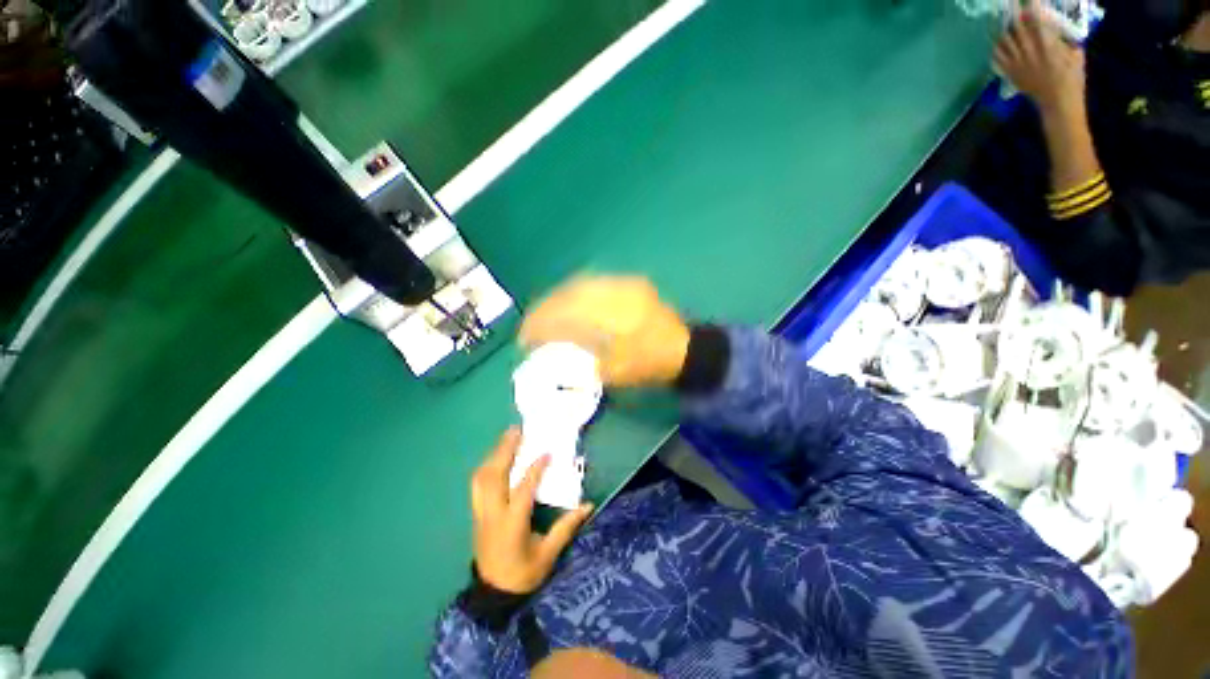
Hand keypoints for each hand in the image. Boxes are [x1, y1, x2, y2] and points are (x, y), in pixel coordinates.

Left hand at [471, 428, 593, 593]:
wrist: (492, 595)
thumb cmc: (523, 574)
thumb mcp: (548, 554)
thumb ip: (566, 527)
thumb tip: (588, 505)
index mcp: (512, 524)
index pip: (523, 489)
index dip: (535, 469)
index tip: (546, 452)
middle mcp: (493, 514)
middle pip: (494, 476)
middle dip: (505, 450)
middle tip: (517, 430)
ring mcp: (480, 513)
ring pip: (481, 477)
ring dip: (494, 454)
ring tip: (507, 438)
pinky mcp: (476, 514)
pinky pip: (477, 484)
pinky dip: (486, 466)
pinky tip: (496, 457)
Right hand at [520, 276, 690, 387]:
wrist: (687, 349)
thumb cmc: (653, 364)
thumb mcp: (617, 371)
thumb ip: (583, 361)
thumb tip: (553, 355)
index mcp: (619, 315)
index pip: (569, 312)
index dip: (542, 323)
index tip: (525, 338)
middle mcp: (621, 291)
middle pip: (572, 292)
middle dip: (545, 307)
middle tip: (530, 325)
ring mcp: (627, 283)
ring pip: (581, 284)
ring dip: (558, 298)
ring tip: (544, 314)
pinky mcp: (631, 283)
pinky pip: (595, 282)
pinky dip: (575, 293)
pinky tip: (568, 304)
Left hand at [994, 0, 1085, 113]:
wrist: (1058, 103)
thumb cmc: (1072, 78)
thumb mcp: (1075, 52)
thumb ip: (1065, 38)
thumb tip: (1059, 24)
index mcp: (1047, 44)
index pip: (1035, 20)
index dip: (1031, 7)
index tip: (1029, 0)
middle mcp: (1028, 52)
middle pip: (1016, 28)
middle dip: (1013, 14)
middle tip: (1010, 5)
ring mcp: (1017, 63)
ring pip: (1004, 41)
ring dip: (1003, 29)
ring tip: (1001, 21)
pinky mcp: (1010, 74)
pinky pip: (997, 58)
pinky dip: (996, 48)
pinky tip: (997, 42)